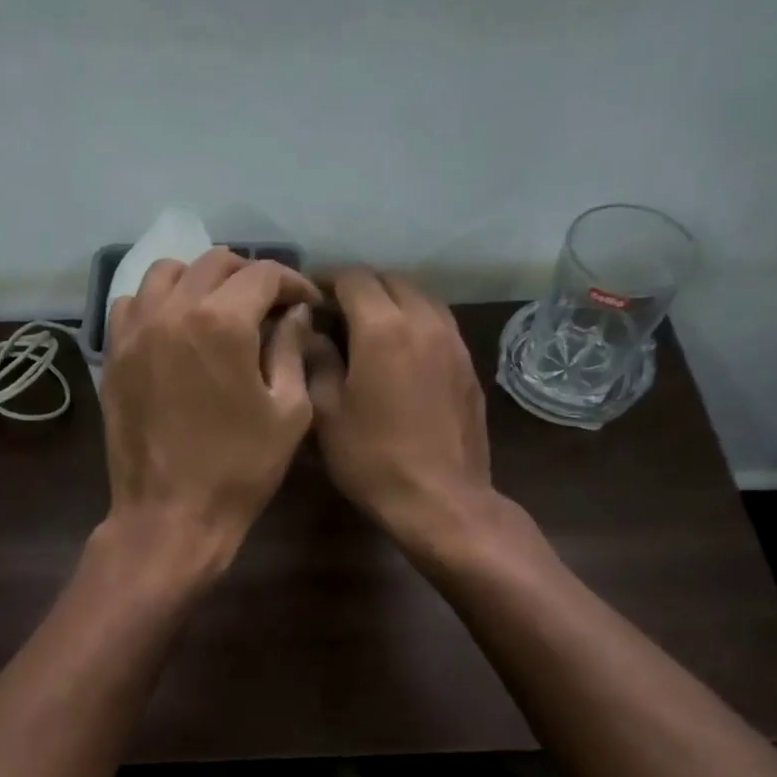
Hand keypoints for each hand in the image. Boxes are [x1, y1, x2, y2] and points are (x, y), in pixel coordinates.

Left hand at [101, 248, 321, 568]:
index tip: (306, 303)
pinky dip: (157, 302)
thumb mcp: (289, 411)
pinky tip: (175, 328)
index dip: (293, 282)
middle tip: (269, 304)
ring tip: (219, 308)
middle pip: (213, 262)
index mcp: (221, 322)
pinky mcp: (114, 355)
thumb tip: (293, 313)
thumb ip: (292, 349)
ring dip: (200, 279)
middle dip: (249, 274)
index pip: (263, 274)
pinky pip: (132, 304)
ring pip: (166, 273)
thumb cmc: (240, 469)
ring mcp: (135, 332)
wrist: (170, 514)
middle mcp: (172, 311)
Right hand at [306, 269, 494, 548]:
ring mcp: (453, 341)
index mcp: (383, 327)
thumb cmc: (372, 458)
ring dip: (391, 300)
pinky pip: (439, 323)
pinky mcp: (469, 365)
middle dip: (360, 287)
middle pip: (391, 280)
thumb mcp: (326, 411)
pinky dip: (415, 321)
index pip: (353, 277)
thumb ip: (315, 358)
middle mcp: (424, 321)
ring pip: (421, 297)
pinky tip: (401, 350)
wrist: (440, 499)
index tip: (308, 297)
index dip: (326, 280)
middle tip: (334, 311)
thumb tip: (310, 329)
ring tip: (368, 326)